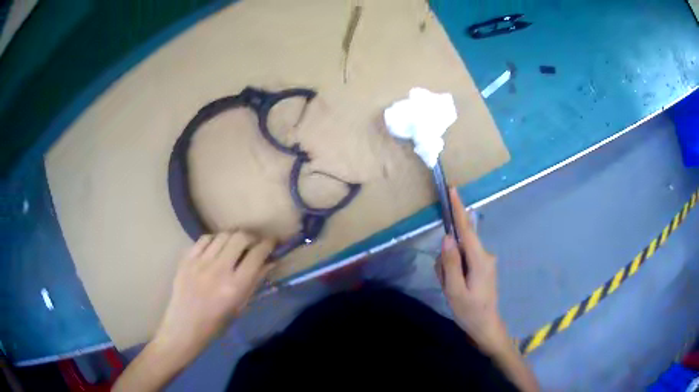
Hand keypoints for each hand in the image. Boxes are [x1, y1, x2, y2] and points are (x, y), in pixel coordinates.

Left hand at [152, 231, 274, 363]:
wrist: (184, 326)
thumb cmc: (216, 323)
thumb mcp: (240, 306)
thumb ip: (255, 282)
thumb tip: (270, 262)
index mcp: (235, 286)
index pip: (256, 255)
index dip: (268, 244)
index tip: (272, 242)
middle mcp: (218, 270)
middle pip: (240, 238)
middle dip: (251, 237)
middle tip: (253, 244)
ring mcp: (200, 262)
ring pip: (222, 235)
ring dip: (233, 238)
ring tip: (235, 246)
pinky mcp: (186, 259)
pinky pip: (204, 239)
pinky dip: (214, 240)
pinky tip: (216, 248)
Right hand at [435, 188, 507, 354]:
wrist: (486, 326)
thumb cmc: (470, 311)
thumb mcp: (455, 290)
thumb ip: (450, 263)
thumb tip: (447, 238)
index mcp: (480, 260)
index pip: (466, 230)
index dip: (459, 209)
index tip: (454, 190)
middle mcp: (485, 255)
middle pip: (459, 245)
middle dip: (446, 260)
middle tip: (446, 283)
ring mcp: (485, 261)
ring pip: (459, 254)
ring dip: (449, 268)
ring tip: (452, 289)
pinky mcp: (482, 267)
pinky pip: (463, 261)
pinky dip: (455, 271)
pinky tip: (456, 287)